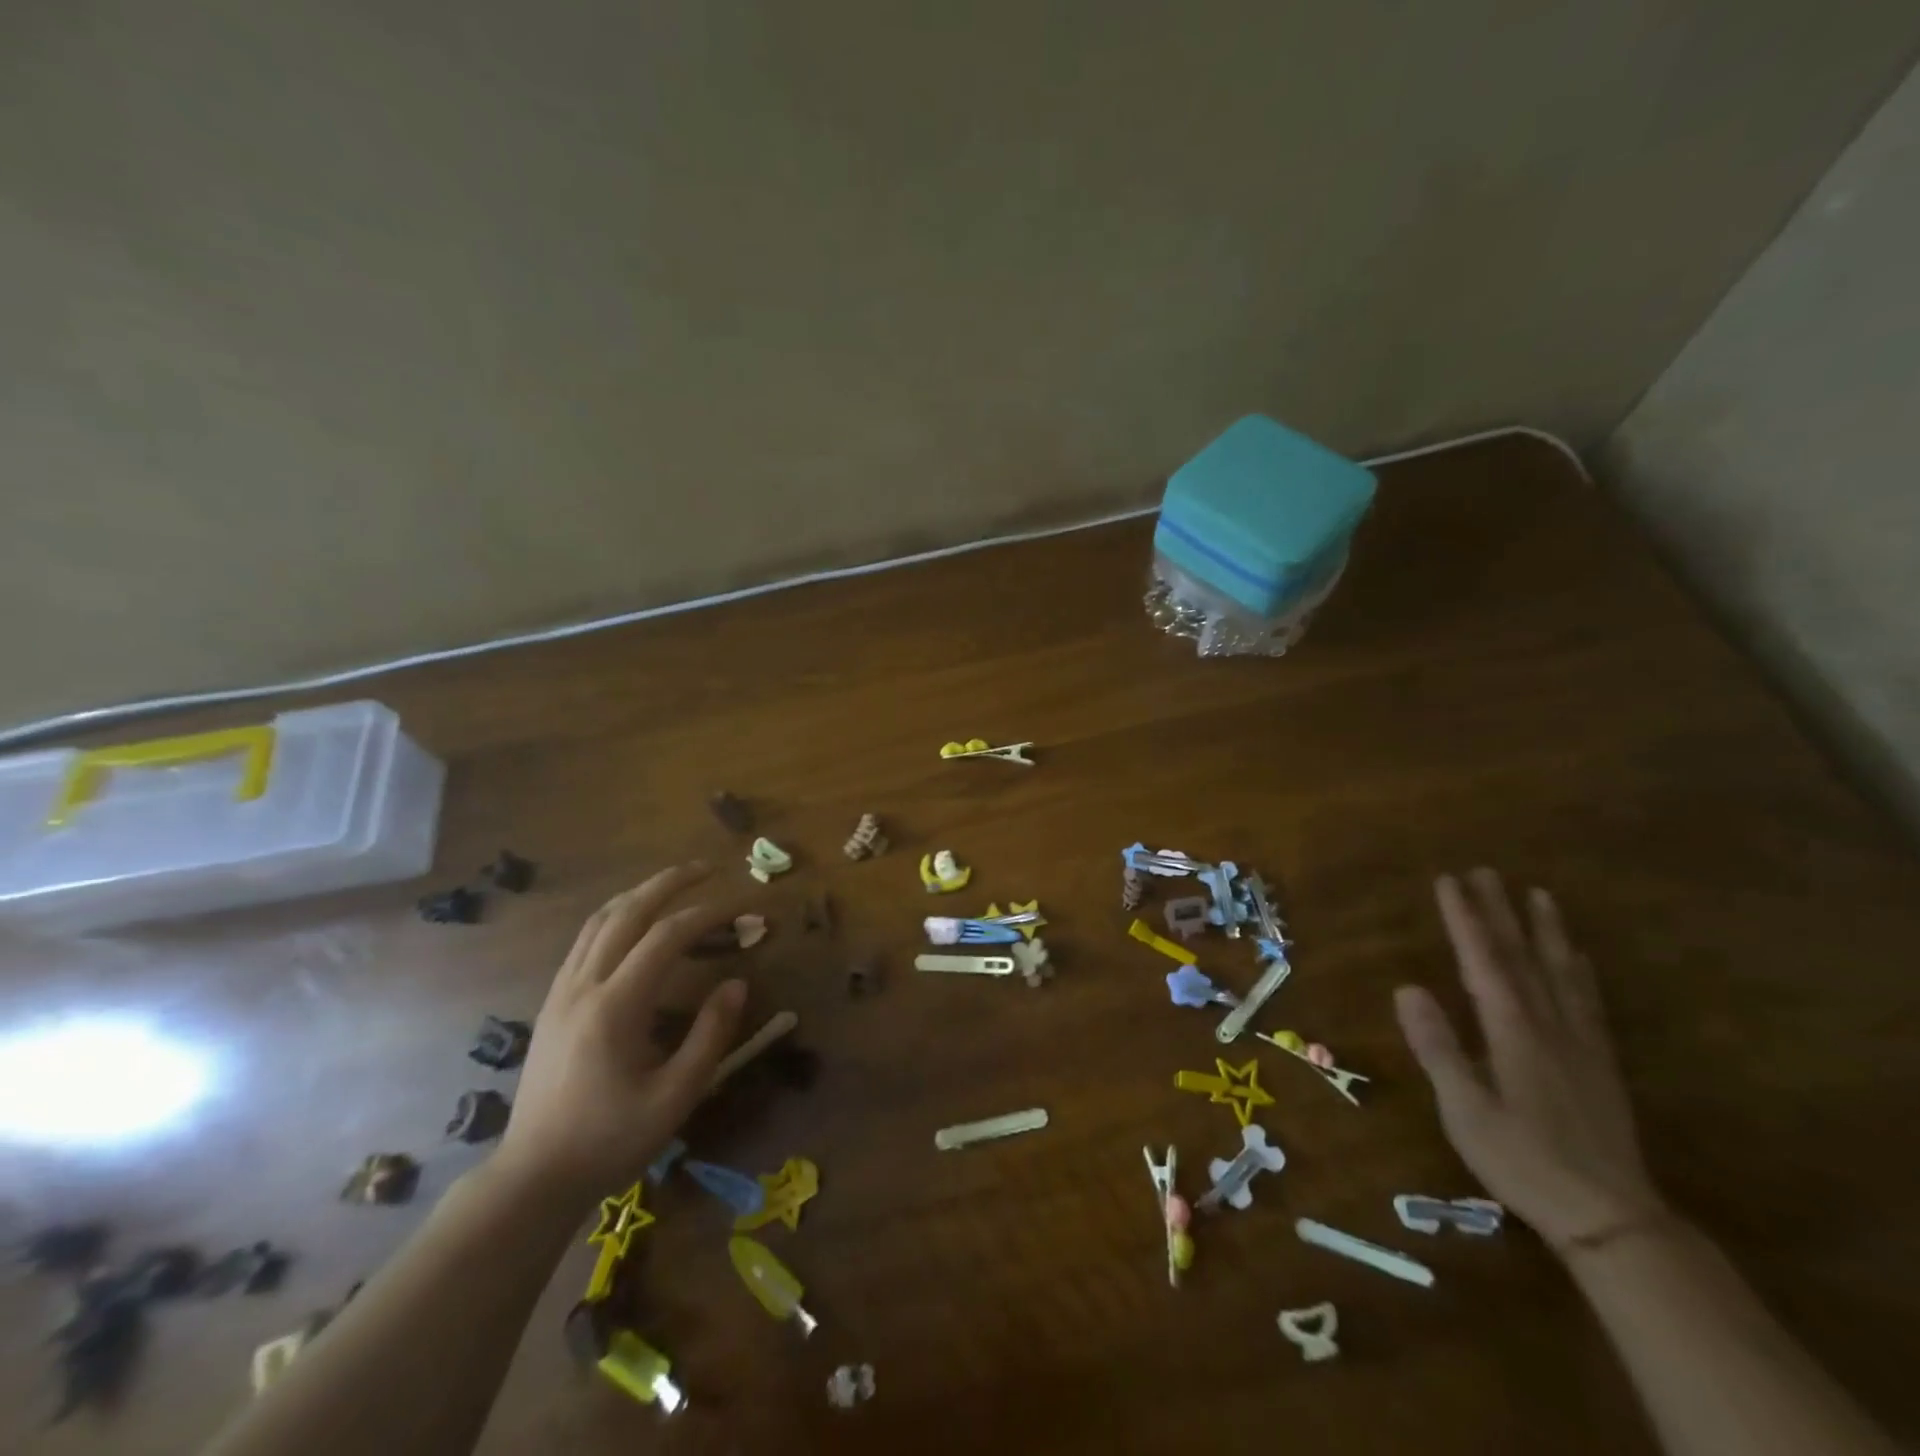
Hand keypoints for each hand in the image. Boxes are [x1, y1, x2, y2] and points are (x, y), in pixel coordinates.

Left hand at [494, 864, 747, 1202]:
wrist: (533, 1176)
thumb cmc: (609, 1140)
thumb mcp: (675, 1097)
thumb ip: (710, 1036)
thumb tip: (737, 983)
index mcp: (615, 1006)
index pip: (667, 937)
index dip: (709, 914)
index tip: (744, 907)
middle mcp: (584, 985)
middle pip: (628, 911)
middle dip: (671, 882)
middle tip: (709, 867)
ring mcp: (562, 991)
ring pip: (600, 920)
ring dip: (641, 893)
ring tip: (676, 883)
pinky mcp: (553, 1002)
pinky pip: (585, 940)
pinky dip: (618, 915)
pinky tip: (636, 923)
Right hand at [1395, 869, 1665, 1253]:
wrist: (1611, 1218)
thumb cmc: (1523, 1160)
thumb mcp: (1464, 1108)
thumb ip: (1437, 1047)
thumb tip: (1408, 988)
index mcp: (1513, 1031)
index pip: (1483, 960)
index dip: (1465, 918)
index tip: (1449, 880)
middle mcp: (1549, 1024)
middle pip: (1522, 956)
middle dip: (1501, 911)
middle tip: (1486, 871)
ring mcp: (1580, 1042)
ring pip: (1561, 972)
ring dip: (1546, 930)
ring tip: (1539, 895)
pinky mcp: (1598, 1062)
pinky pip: (1587, 1000)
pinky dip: (1578, 969)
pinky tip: (1577, 958)